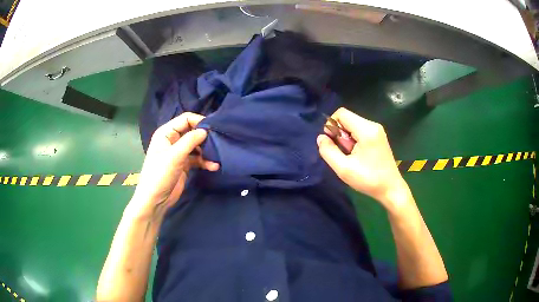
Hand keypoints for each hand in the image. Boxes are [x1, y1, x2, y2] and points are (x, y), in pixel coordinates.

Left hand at [128, 113, 218, 217]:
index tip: (213, 128)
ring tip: (217, 156)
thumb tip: (205, 130)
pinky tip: (213, 166)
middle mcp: (172, 140)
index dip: (199, 121)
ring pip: (196, 146)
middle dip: (204, 136)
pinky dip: (205, 161)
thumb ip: (190, 140)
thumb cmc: (160, 174)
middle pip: (192, 131)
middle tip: (218, 142)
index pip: (185, 119)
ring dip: (206, 150)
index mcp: (166, 133)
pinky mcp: (184, 165)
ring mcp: (178, 153)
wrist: (155, 200)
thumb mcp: (174, 156)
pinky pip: (197, 159)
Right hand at [317, 108, 411, 210]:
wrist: (390, 189)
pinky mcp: (378, 136)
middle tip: (344, 153)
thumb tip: (320, 138)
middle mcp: (373, 125)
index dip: (331, 125)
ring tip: (351, 156)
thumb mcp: (343, 169)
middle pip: (347, 118)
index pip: (341, 113)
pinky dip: (354, 139)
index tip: (332, 143)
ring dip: (346, 138)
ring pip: (353, 124)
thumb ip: (328, 151)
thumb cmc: (368, 180)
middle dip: (339, 133)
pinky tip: (357, 155)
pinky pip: (359, 130)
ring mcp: (377, 130)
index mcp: (366, 130)